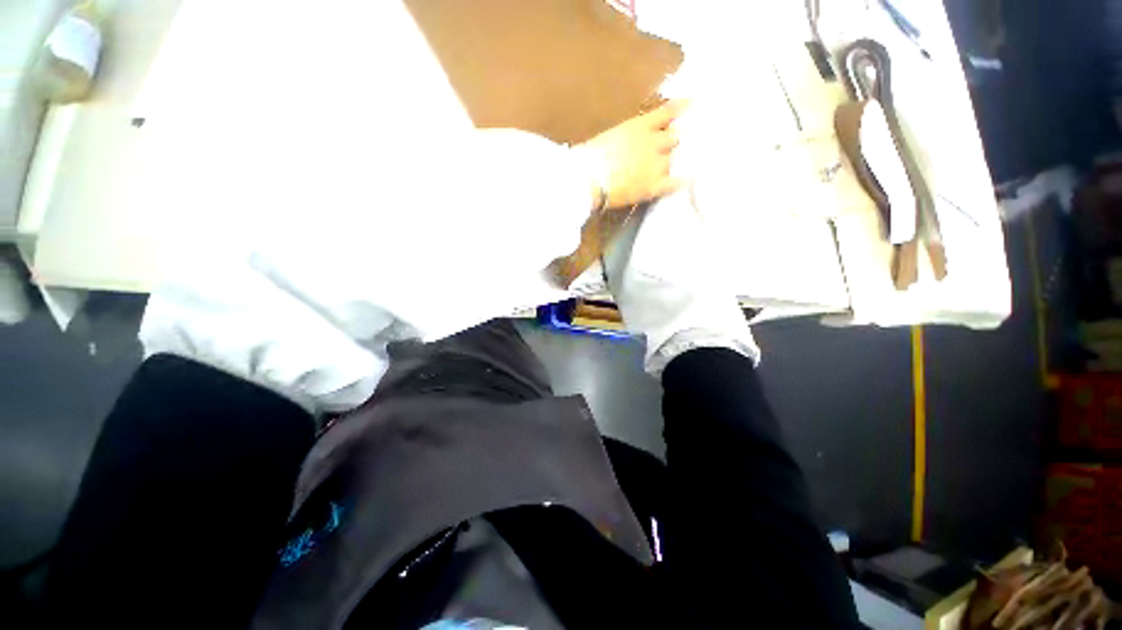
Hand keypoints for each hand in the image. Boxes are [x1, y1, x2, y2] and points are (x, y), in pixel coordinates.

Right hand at [580, 100, 687, 209]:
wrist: (586, 179)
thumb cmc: (590, 157)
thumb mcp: (609, 137)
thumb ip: (627, 137)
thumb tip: (632, 143)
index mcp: (639, 126)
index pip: (668, 112)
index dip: (683, 108)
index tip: (694, 105)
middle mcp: (652, 143)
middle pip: (675, 138)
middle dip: (672, 142)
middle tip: (670, 149)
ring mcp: (654, 165)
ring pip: (673, 160)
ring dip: (670, 163)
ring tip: (670, 169)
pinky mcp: (653, 186)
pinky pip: (674, 183)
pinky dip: (680, 181)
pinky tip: (686, 181)